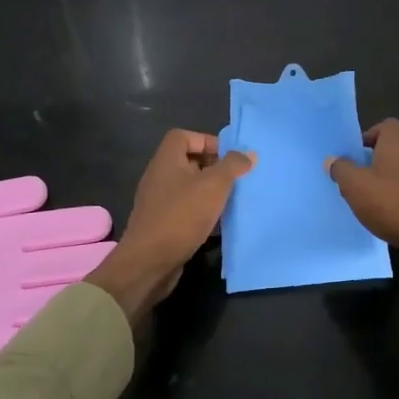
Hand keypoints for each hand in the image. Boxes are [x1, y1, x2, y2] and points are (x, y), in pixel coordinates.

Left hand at [88, 130, 255, 318]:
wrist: (149, 262)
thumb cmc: (181, 215)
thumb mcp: (214, 186)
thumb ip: (233, 166)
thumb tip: (249, 154)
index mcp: (166, 160)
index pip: (183, 136)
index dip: (207, 140)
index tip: (229, 156)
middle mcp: (159, 177)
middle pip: (188, 162)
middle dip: (214, 168)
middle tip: (236, 179)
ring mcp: (159, 202)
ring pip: (190, 188)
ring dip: (211, 193)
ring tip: (233, 201)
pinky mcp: (162, 224)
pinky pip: (186, 210)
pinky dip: (203, 213)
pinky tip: (220, 225)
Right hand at [327, 119, 398, 286]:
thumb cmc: (390, 203)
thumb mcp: (355, 185)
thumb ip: (341, 169)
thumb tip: (333, 160)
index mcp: (397, 144)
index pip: (387, 125)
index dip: (370, 135)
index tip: (355, 153)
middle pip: (392, 148)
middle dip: (372, 160)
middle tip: (354, 177)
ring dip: (383, 181)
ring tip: (365, 198)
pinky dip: (394, 197)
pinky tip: (382, 214)